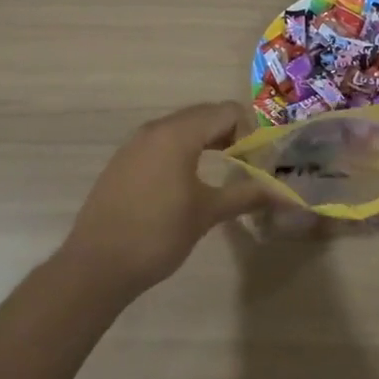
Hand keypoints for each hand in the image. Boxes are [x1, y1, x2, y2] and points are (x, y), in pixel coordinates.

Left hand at [60, 101, 266, 296]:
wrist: (95, 267)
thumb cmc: (157, 235)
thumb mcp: (207, 213)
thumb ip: (245, 194)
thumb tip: (284, 193)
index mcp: (178, 134)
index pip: (227, 111)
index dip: (249, 130)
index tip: (257, 159)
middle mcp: (156, 128)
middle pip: (204, 114)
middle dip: (230, 133)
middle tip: (245, 163)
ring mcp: (135, 143)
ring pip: (182, 127)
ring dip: (206, 140)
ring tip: (221, 170)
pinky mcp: (123, 160)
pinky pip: (162, 142)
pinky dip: (182, 150)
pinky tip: (186, 182)